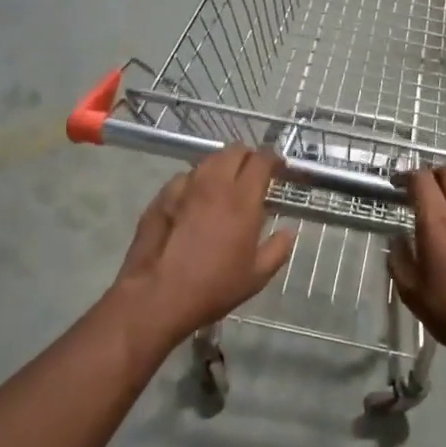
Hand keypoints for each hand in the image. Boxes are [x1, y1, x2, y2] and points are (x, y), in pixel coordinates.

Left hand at [111, 146, 294, 353]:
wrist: (158, 295)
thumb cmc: (214, 287)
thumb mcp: (256, 276)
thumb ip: (277, 249)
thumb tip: (288, 232)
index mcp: (242, 199)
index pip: (261, 160)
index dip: (273, 159)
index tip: (278, 167)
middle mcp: (213, 184)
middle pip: (233, 151)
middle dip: (247, 157)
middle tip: (253, 174)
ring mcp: (183, 187)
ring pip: (207, 161)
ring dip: (221, 166)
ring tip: (225, 185)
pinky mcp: (161, 197)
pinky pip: (184, 178)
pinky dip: (196, 182)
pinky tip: (195, 201)